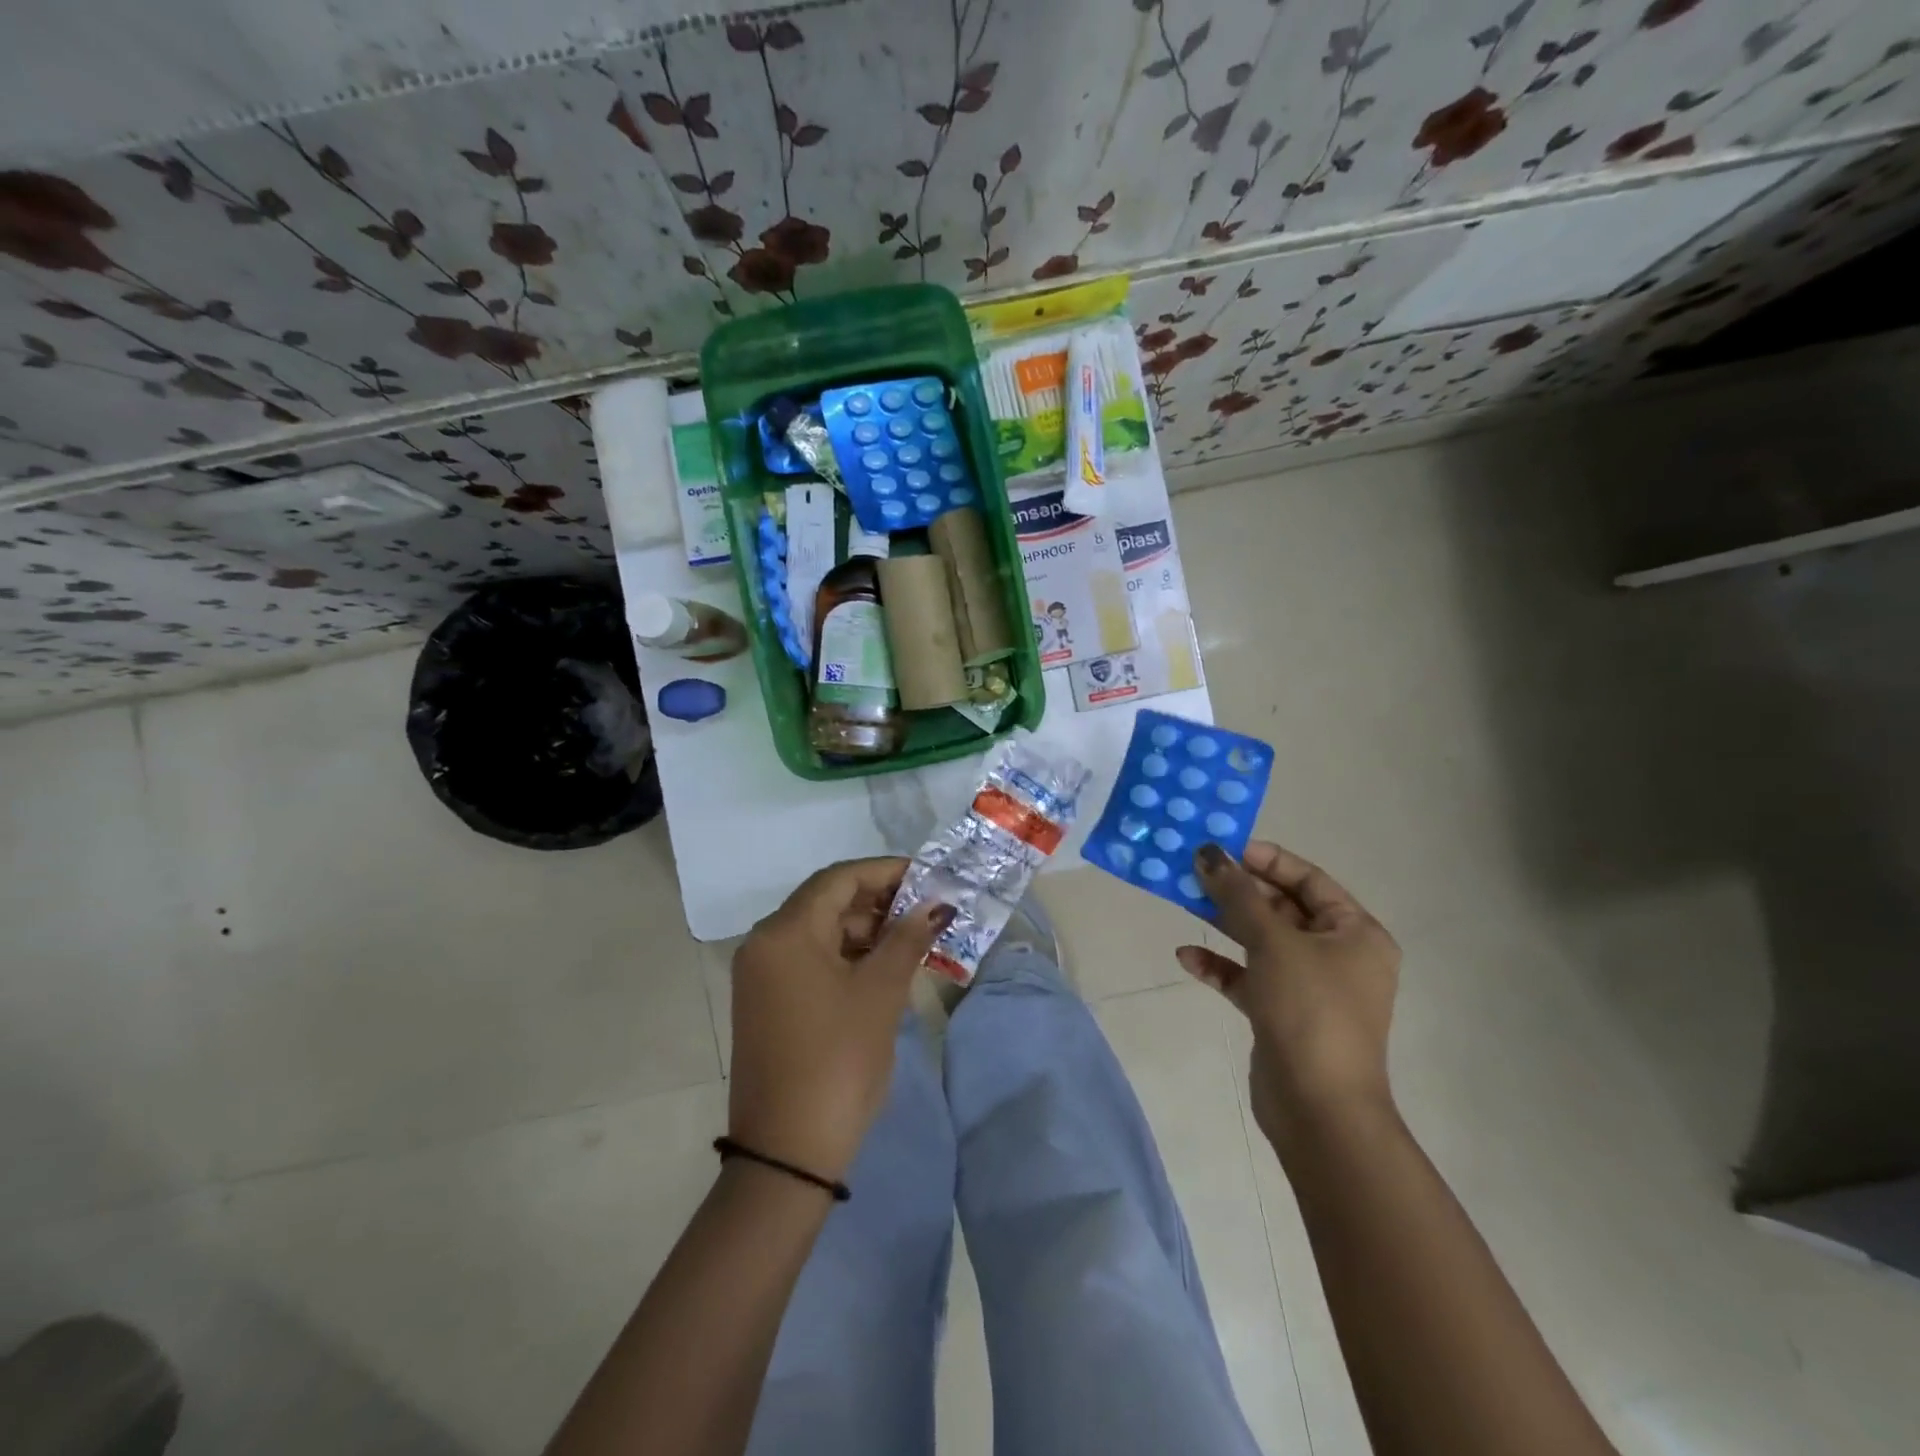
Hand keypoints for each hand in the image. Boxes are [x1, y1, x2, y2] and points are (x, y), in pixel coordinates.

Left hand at [729, 859, 952, 1182]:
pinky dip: (846, 957)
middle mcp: (764, 944)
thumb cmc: (838, 1061)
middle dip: (878, 901)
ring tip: (912, 940)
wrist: (787, 1153)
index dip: (886, 872)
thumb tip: (934, 905)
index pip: (839, 879)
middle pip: (826, 902)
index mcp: (785, 932)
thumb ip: (907, 938)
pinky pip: (810, 960)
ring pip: (819, 932)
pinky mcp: (766, 1002)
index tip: (927, 877)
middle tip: (925, 911)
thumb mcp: (880, 993)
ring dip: (864, 930)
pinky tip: (882, 968)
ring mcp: (761, 975)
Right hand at [1176, 842, 1400, 1149]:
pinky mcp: (1282, 1013)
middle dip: (1238, 891)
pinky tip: (1187, 957)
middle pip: (1282, 908)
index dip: (1267, 860)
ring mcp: (1309, 987)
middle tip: (1194, 871)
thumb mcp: (1273, 943)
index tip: (1224, 847)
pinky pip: (1249, 977)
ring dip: (1224, 923)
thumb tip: (1208, 853)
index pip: (1310, 880)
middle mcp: (1337, 956)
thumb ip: (1238, 895)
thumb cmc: (1309, 1010)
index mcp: (1356, 933)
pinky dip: (1221, 966)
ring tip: (1183, 901)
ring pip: (1262, 942)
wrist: (1318, 1108)